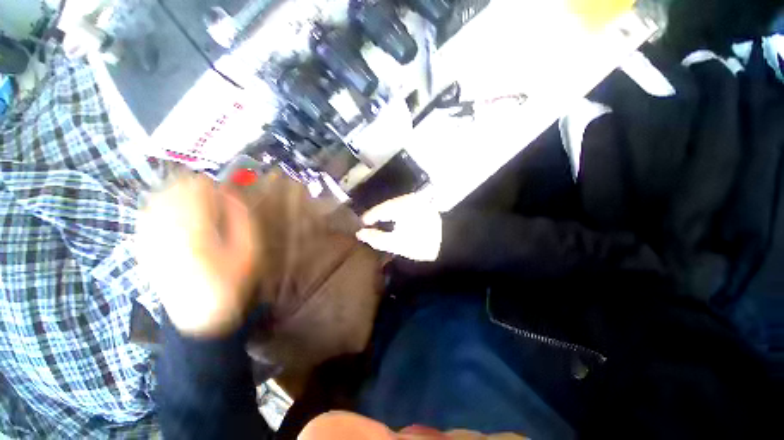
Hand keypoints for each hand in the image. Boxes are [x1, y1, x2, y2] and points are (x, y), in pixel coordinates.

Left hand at [135, 174, 259, 337]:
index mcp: (195, 233)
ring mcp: (149, 239)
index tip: (222, 187)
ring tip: (195, 201)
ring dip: (177, 193)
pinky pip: (145, 214)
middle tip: (211, 194)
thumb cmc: (231, 281)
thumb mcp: (248, 250)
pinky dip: (160, 205)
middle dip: (192, 186)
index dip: (209, 183)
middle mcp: (165, 232)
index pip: (194, 191)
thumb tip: (231, 192)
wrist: (199, 315)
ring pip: (156, 198)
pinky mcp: (142, 246)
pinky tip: (174, 212)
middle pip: (172, 190)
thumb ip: (242, 219)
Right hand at [355, 192, 441, 261]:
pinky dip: (398, 213)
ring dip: (388, 213)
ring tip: (380, 222)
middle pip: (388, 205)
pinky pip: (405, 207)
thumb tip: (360, 233)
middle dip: (378, 214)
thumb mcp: (396, 244)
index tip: (362, 224)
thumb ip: (376, 238)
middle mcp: (409, 199)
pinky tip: (396, 220)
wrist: (448, 244)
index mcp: (402, 205)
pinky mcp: (424, 205)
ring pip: (397, 205)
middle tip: (369, 224)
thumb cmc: (421, 244)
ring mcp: (418, 201)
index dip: (369, 216)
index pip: (380, 209)